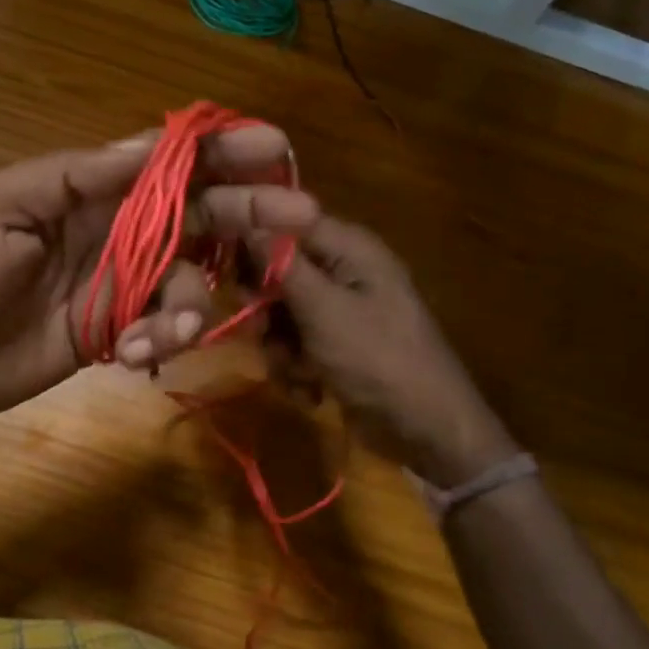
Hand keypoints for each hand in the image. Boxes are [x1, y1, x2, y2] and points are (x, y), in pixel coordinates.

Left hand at [0, 125, 291, 437]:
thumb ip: (76, 178)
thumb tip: (150, 144)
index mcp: (82, 190)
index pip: (164, 162)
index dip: (219, 151)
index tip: (273, 147)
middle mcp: (108, 231)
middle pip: (194, 214)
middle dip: (247, 212)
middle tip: (301, 219)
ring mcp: (112, 285)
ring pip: (185, 280)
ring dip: (191, 303)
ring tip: (166, 332)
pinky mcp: (108, 334)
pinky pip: (159, 329)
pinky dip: (159, 342)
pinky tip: (130, 358)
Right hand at [204, 185, 518, 486]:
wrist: (427, 430)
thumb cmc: (379, 359)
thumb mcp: (324, 311)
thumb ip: (281, 265)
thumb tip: (245, 219)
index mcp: (349, 249)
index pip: (285, 222)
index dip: (250, 238)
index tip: (221, 265)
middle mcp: (345, 271)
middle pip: (279, 271)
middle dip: (266, 308)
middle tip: (262, 332)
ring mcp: (342, 310)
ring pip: (282, 313)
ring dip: (280, 347)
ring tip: (298, 373)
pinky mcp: (337, 344)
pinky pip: (297, 343)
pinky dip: (297, 367)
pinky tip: (311, 390)